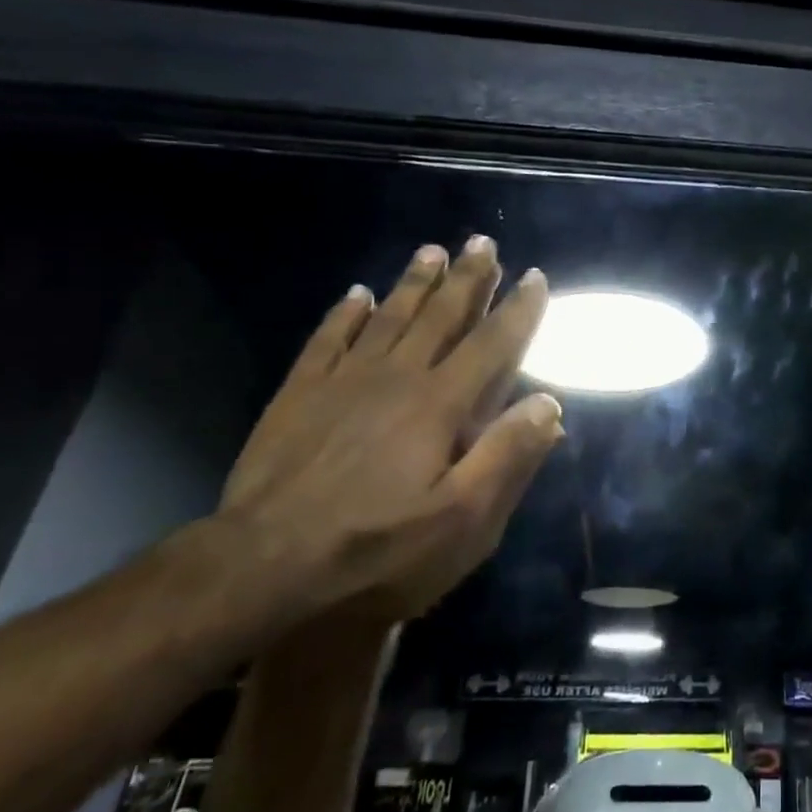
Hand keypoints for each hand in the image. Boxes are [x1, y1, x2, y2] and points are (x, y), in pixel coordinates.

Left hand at [221, 236, 563, 619]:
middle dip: (467, 278)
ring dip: (414, 282)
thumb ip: (508, 457)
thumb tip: (549, 403)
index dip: (519, 310)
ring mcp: (343, 382)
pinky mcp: (298, 396)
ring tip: (432, 250)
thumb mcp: (462, 521)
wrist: (262, 568)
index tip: (536, 276)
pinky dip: (346, 313)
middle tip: (483, 242)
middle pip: (440, 316)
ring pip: (389, 317)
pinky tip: (357, 294)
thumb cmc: (377, 550)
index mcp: (441, 405)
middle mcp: (397, 378)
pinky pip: (328, 339)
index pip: (492, 344)